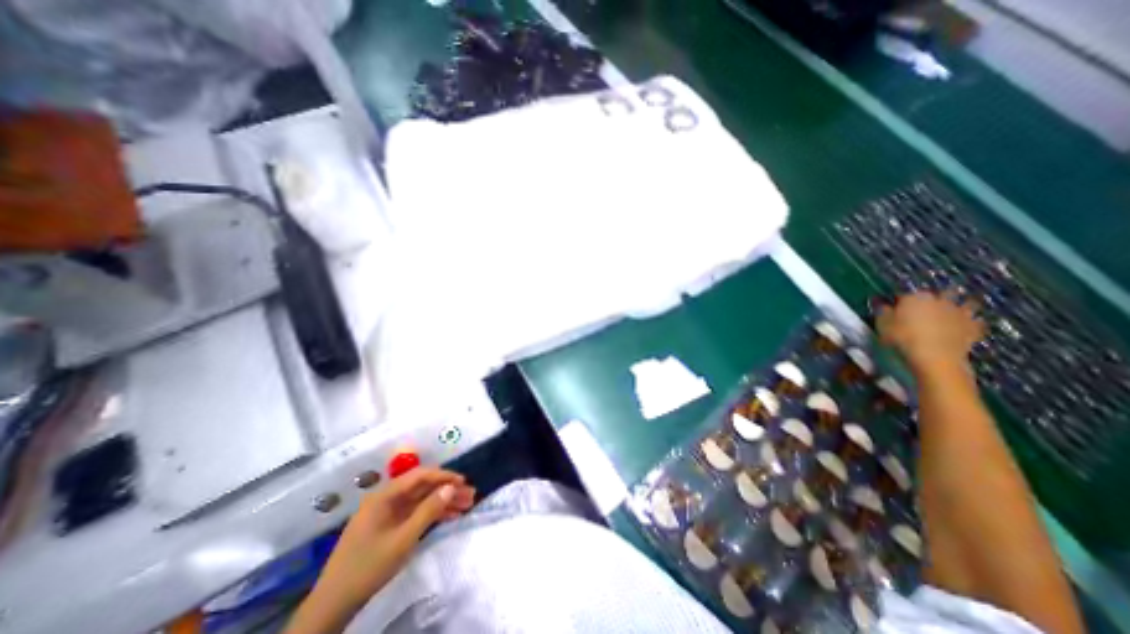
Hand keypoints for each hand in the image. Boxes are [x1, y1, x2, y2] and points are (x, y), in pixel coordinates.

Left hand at [288, 469, 474, 630]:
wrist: (333, 606)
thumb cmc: (367, 568)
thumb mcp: (402, 540)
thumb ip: (428, 511)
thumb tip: (451, 488)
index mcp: (385, 496)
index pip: (420, 475)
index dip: (443, 476)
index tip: (464, 482)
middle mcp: (387, 499)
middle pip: (423, 487)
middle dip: (447, 490)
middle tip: (470, 495)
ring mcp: (388, 513)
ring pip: (422, 500)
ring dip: (444, 501)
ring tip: (467, 505)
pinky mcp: (389, 526)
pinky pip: (415, 513)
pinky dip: (433, 514)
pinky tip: (451, 516)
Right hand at [871, 289, 979, 376]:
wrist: (935, 356)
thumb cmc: (902, 337)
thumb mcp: (882, 324)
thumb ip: (883, 312)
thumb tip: (884, 305)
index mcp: (916, 297)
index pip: (907, 294)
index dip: (902, 301)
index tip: (897, 308)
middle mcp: (940, 300)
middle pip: (942, 293)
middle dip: (939, 297)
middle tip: (929, 306)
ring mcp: (960, 313)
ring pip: (966, 303)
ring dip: (962, 306)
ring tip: (954, 312)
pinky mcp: (974, 327)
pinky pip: (975, 321)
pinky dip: (971, 322)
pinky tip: (965, 327)